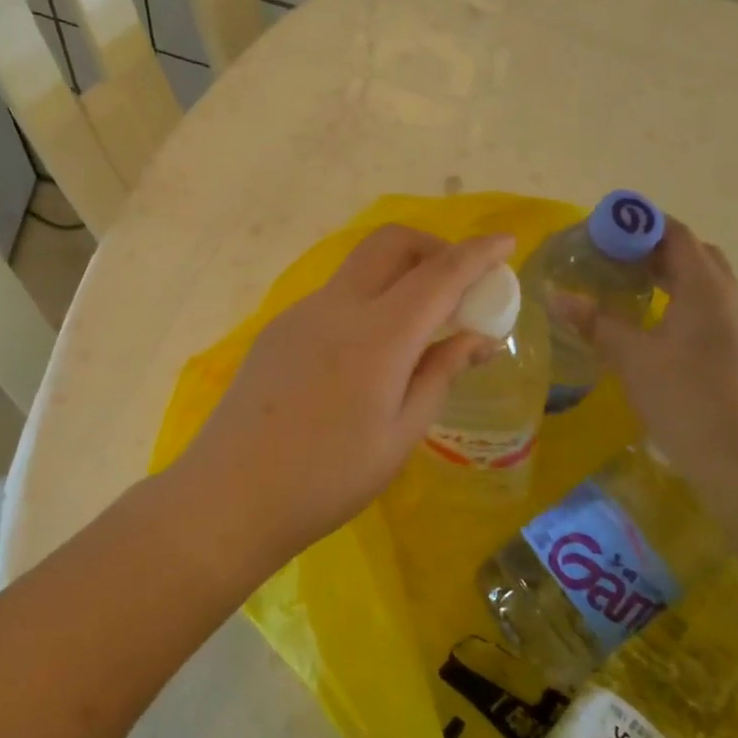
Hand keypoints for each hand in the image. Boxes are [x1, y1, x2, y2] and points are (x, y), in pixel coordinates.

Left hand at [182, 225, 515, 558]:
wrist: (231, 495)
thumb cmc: (328, 478)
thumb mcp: (401, 435)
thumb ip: (440, 374)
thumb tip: (479, 339)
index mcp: (378, 335)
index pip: (440, 274)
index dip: (478, 254)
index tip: (506, 242)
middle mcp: (338, 306)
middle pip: (391, 242)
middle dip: (433, 246)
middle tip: (456, 284)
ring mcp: (302, 312)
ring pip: (360, 266)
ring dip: (399, 273)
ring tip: (416, 326)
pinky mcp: (279, 327)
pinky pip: (335, 295)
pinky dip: (367, 300)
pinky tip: (367, 353)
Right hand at [554, 221, 737, 473]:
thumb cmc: (689, 401)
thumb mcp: (633, 359)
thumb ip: (596, 323)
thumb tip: (557, 296)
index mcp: (706, 289)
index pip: (677, 235)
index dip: (641, 224)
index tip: (603, 227)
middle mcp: (729, 300)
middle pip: (694, 255)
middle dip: (654, 247)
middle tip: (613, 256)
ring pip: (702, 285)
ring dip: (668, 275)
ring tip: (626, 286)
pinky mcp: (736, 355)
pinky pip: (706, 310)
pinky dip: (677, 302)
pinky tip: (650, 326)